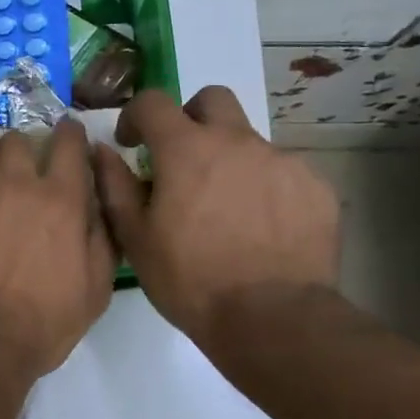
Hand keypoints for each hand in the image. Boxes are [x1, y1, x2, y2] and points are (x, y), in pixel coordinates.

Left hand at [0, 120, 115, 381]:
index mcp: (60, 198)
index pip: (68, 141)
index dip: (68, 135)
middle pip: (17, 138)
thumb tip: (97, 195)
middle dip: (20, 151)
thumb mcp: (96, 288)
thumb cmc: (43, 324)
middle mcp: (14, 181)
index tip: (64, 138)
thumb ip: (101, 234)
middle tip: (14, 174)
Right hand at [93, 87, 338, 337]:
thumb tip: (103, 151)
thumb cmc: (190, 279)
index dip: (135, 115)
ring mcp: (282, 161)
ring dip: (229, 159)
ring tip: (224, 208)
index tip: (131, 143)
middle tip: (182, 158)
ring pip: (249, 140)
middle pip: (212, 99)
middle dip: (191, 117)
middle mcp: (237, 141)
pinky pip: (282, 172)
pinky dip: (264, 188)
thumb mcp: (134, 237)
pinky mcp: (316, 187)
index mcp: (186, 149)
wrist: (272, 319)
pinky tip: (260, 228)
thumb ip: (114, 184)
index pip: (153, 101)